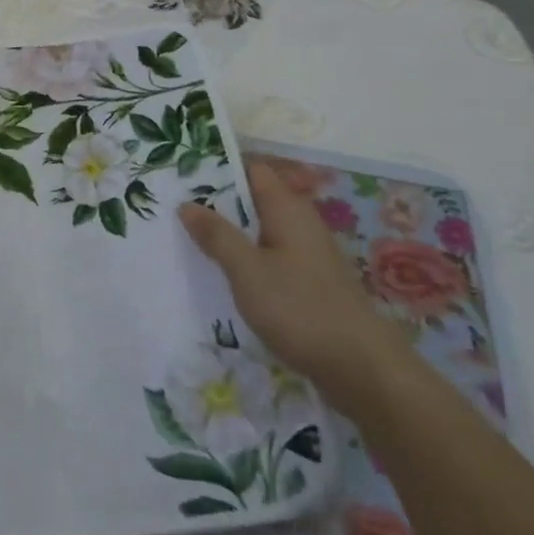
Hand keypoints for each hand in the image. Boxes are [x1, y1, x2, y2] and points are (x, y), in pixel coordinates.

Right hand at [179, 160, 410, 410]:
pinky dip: (244, 257)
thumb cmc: (299, 309)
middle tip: (173, 205)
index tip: (181, 172)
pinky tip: (220, 272)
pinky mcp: (307, 281)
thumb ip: (217, 235)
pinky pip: (268, 256)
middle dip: (216, 201)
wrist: (360, 367)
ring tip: (187, 237)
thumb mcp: (247, 270)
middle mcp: (299, 223)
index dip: (218, 167)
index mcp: (287, 209)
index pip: (252, 170)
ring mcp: (306, 253)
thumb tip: (188, 204)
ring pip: (259, 230)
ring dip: (228, 232)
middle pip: (253, 199)